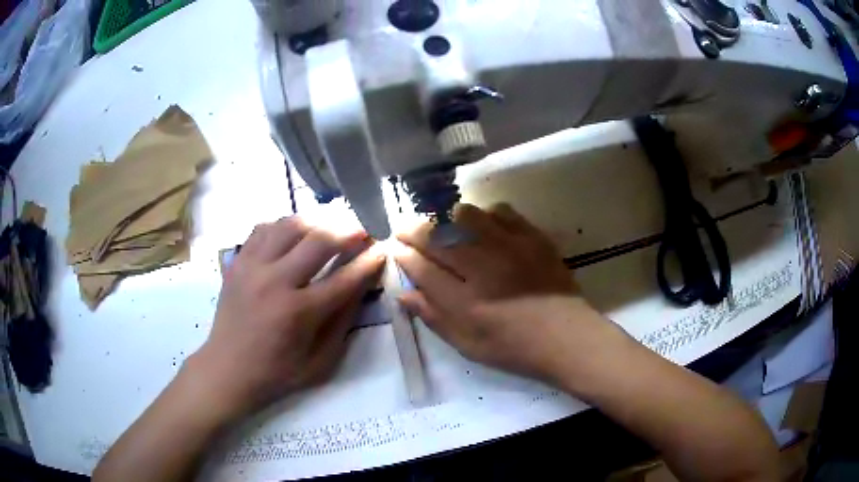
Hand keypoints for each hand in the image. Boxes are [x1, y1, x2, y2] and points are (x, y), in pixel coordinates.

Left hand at [189, 216, 384, 418]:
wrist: (227, 370)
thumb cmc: (277, 373)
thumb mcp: (320, 361)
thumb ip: (343, 322)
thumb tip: (362, 285)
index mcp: (298, 312)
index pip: (344, 278)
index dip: (368, 261)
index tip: (383, 249)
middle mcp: (275, 281)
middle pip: (319, 240)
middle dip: (349, 230)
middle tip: (363, 229)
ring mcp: (252, 266)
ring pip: (290, 225)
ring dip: (317, 222)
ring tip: (330, 228)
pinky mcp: (238, 262)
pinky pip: (264, 228)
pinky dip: (284, 226)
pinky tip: (294, 236)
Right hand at [396, 204, 621, 386]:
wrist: (567, 336)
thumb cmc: (514, 347)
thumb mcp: (468, 345)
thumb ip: (434, 318)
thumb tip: (403, 295)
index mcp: (466, 303)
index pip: (422, 268)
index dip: (404, 256)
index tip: (395, 249)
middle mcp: (484, 269)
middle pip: (437, 236)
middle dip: (413, 229)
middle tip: (403, 228)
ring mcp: (510, 248)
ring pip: (464, 217)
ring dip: (443, 217)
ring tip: (437, 223)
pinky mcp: (532, 237)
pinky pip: (500, 211)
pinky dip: (483, 214)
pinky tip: (481, 225)